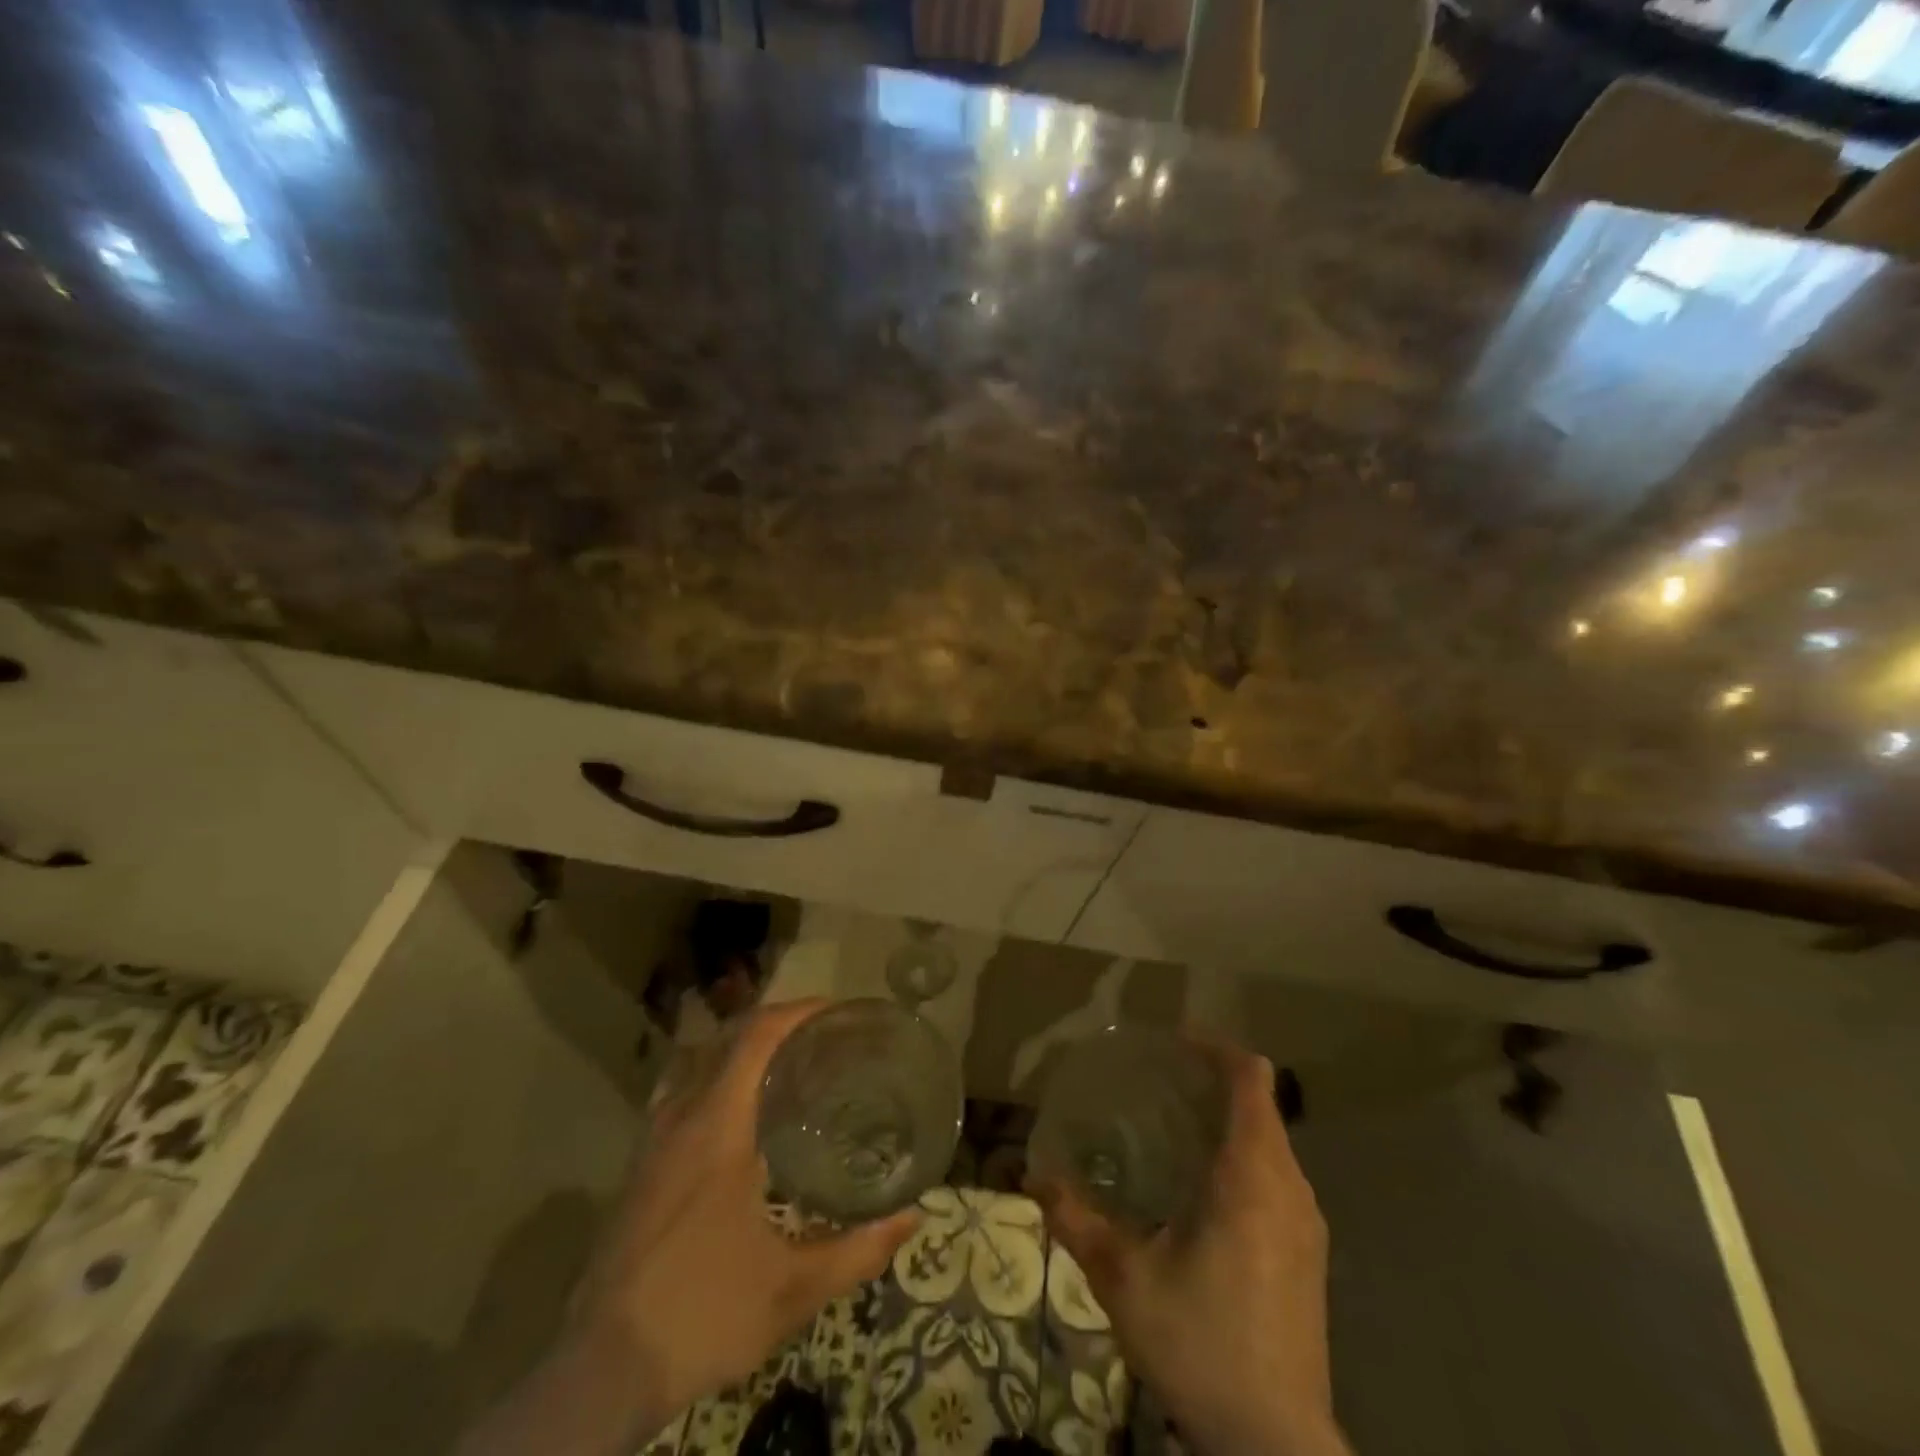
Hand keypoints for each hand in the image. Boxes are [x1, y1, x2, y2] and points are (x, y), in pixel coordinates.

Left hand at [462, 1001, 917, 1455]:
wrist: (600, 1374)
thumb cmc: (702, 1315)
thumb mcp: (792, 1292)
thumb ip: (858, 1250)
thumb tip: (912, 1215)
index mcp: (716, 1127)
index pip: (755, 1037)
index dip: (797, 1012)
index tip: (836, 1012)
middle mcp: (680, 1118)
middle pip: (726, 1038)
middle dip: (777, 1025)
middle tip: (824, 1039)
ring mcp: (652, 1140)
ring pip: (698, 1062)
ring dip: (742, 1049)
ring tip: (787, 1066)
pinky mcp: (639, 1166)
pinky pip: (680, 1092)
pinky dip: (714, 1078)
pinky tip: (739, 1115)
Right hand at [1030, 1044, 1349, 1455]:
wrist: (1277, 1447)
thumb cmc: (1202, 1343)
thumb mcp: (1124, 1280)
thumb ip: (1076, 1220)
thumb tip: (1032, 1175)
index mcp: (1252, 1175)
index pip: (1251, 1079)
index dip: (1217, 1048)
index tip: (1174, 1041)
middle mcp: (1289, 1187)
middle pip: (1260, 1105)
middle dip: (1213, 1082)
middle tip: (1159, 1082)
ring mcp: (1306, 1224)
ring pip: (1271, 1143)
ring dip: (1228, 1121)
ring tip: (1173, 1127)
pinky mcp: (1309, 1256)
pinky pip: (1277, 1178)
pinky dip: (1242, 1157)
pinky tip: (1200, 1189)